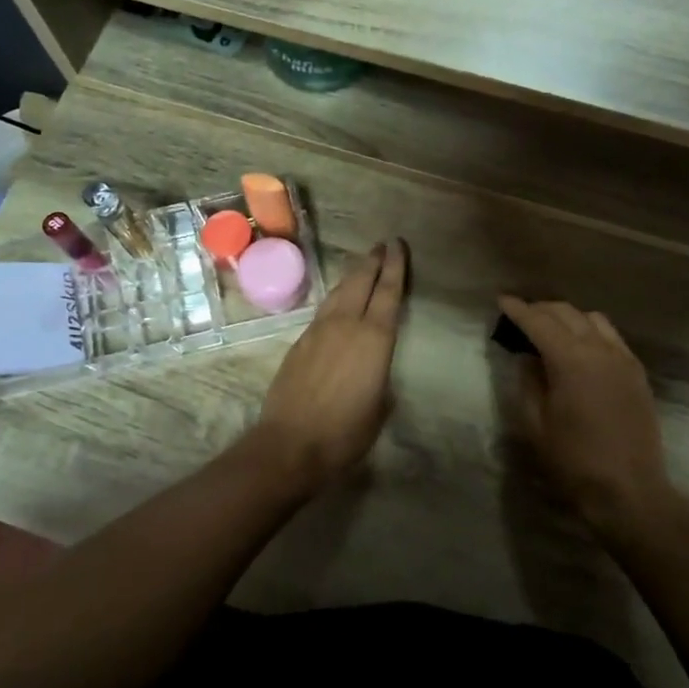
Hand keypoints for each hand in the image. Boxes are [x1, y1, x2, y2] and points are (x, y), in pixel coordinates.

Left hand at [255, 239, 408, 489]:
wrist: (290, 443)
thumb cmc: (346, 432)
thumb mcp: (379, 407)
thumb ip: (380, 378)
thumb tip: (375, 370)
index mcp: (374, 339)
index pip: (389, 293)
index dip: (396, 266)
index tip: (398, 245)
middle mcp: (346, 324)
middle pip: (361, 282)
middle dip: (373, 260)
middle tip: (382, 244)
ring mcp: (319, 330)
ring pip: (339, 292)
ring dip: (352, 275)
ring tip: (362, 264)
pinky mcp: (300, 341)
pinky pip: (323, 309)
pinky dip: (335, 298)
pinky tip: (337, 301)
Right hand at [498, 295, 672, 533]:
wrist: (629, 490)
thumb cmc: (574, 461)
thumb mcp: (536, 423)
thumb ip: (529, 381)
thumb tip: (528, 356)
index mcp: (570, 360)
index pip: (538, 322)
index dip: (518, 309)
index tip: (501, 300)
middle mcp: (599, 349)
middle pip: (566, 313)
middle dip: (541, 309)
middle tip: (521, 316)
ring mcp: (623, 358)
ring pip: (592, 319)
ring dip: (568, 317)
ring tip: (551, 328)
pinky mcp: (637, 372)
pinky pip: (611, 336)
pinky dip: (591, 330)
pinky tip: (581, 346)